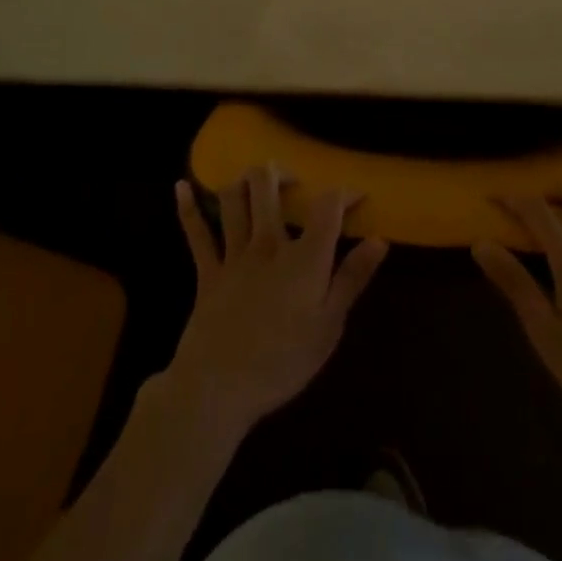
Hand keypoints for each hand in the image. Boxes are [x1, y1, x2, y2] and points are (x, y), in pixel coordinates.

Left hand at [163, 167, 387, 442]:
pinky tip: (181, 186)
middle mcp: (268, 242)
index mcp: (304, 256)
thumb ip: (353, 278)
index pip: (328, 206)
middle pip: (269, 186)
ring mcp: (234, 254)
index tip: (357, 196)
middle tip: (294, 182)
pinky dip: (188, 207)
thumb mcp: (329, 326)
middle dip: (282, 172)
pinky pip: (196, 233)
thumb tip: (380, 240)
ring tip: (255, 178)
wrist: (218, 388)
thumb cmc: (282, 362)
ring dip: (244, 181)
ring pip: (235, 199)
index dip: (345, 193)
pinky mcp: (207, 272)